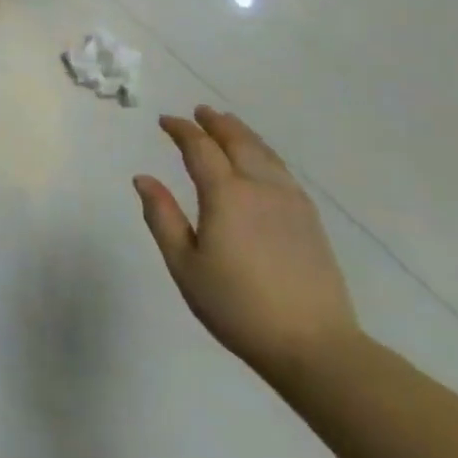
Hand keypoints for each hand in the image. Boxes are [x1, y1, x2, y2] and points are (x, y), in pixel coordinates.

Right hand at [135, 106, 360, 385]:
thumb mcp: (184, 264)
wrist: (314, 346)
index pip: (200, 149)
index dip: (181, 130)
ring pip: (265, 154)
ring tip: (229, 125)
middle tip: (200, 111)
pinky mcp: (310, 221)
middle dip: (216, 123)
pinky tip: (261, 162)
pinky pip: (283, 172)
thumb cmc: (236, 306)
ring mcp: (291, 203)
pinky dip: (265, 155)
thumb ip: (162, 217)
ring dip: (243, 134)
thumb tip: (143, 178)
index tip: (165, 121)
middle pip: (238, 142)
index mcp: (225, 196)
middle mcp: (260, 188)